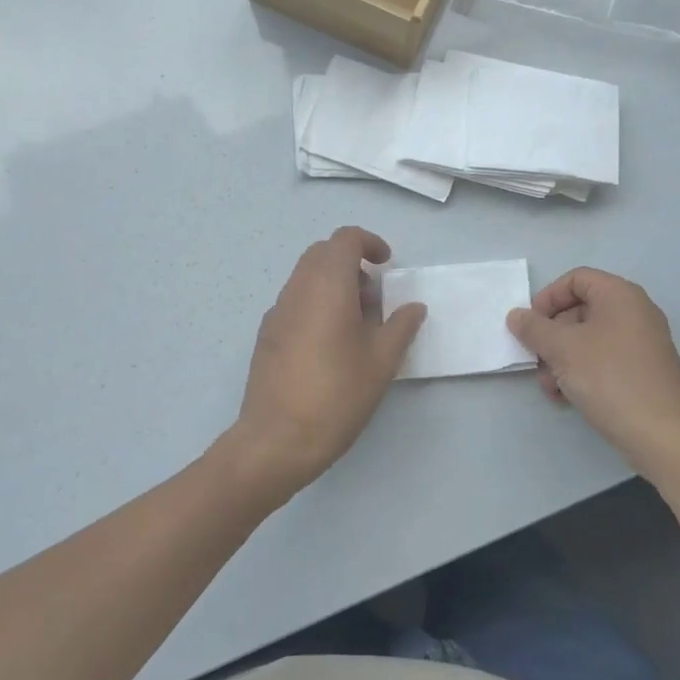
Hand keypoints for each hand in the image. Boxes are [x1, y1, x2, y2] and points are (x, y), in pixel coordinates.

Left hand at [223, 226, 425, 500]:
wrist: (276, 440)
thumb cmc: (336, 395)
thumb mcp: (381, 362)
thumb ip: (401, 326)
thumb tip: (413, 307)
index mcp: (327, 287)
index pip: (344, 239)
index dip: (369, 243)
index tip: (386, 266)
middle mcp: (297, 290)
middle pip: (322, 253)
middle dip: (351, 263)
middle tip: (374, 297)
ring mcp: (277, 312)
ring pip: (306, 277)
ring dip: (333, 284)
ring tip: (356, 325)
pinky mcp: (266, 334)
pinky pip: (294, 301)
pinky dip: (316, 304)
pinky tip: (329, 345)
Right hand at [507, 268, 679, 482]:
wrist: (659, 434)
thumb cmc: (608, 378)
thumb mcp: (562, 349)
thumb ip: (534, 328)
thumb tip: (516, 315)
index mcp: (621, 295)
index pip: (576, 279)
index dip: (548, 297)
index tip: (531, 325)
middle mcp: (636, 311)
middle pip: (581, 310)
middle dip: (552, 336)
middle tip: (536, 361)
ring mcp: (644, 342)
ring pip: (590, 338)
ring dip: (562, 358)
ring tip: (550, 387)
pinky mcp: (644, 370)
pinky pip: (605, 358)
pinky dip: (583, 371)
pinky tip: (567, 397)